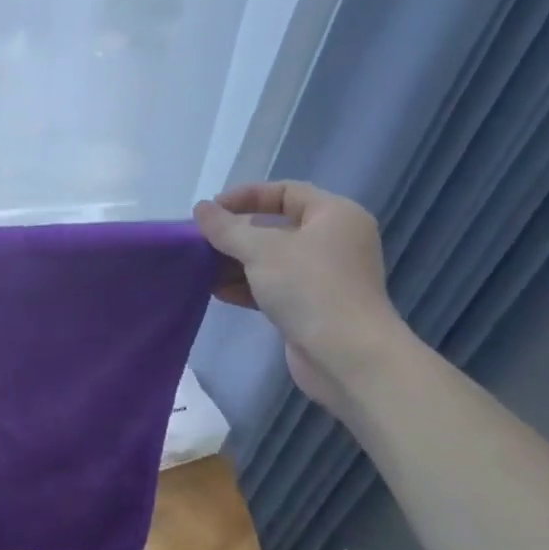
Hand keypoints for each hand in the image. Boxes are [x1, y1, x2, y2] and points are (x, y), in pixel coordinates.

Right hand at [193, 181, 407, 412]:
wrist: (347, 357)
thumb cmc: (309, 288)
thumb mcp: (261, 250)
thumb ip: (226, 227)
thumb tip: (201, 209)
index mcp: (334, 215)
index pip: (285, 192)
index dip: (246, 196)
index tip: (211, 211)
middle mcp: (334, 241)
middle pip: (276, 226)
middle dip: (236, 234)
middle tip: (202, 241)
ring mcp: (324, 276)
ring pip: (272, 259)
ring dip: (236, 262)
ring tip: (202, 268)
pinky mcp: (313, 307)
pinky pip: (274, 286)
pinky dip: (247, 286)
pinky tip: (217, 291)